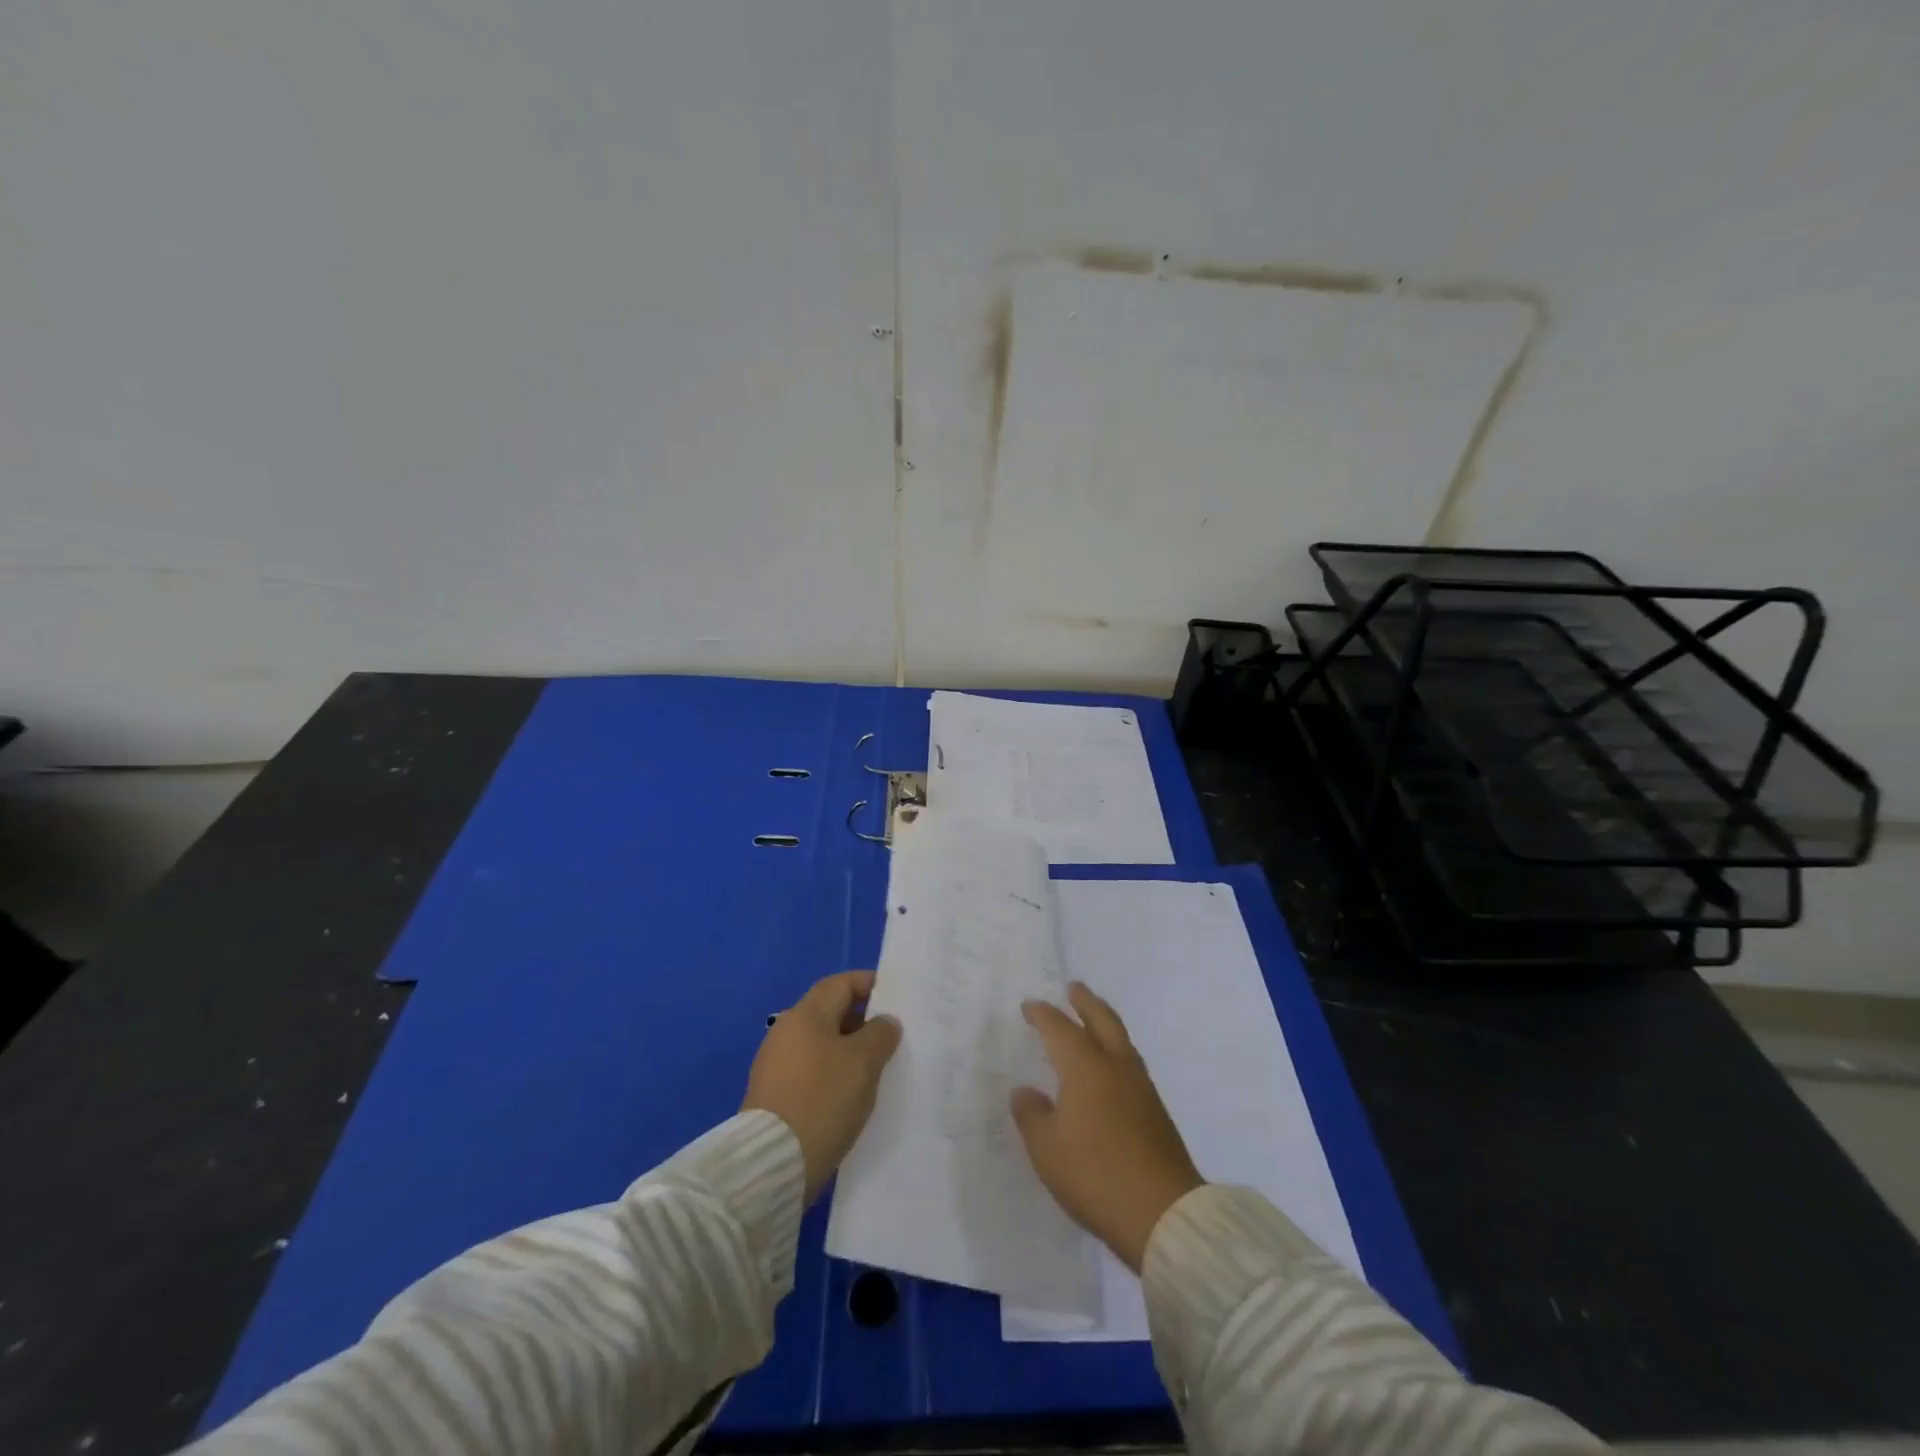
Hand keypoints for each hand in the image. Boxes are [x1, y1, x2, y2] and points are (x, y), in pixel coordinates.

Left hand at [743, 971, 900, 1203]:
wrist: (772, 1162)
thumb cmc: (823, 1099)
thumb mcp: (863, 1062)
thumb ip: (880, 1034)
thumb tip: (884, 1022)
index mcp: (805, 1015)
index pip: (840, 984)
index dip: (869, 984)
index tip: (895, 998)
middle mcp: (786, 1032)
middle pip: (829, 1012)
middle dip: (862, 1020)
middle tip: (892, 1037)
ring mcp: (775, 1065)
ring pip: (821, 1044)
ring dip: (849, 1050)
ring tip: (877, 1068)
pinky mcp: (773, 1095)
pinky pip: (811, 1071)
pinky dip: (833, 1074)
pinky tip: (851, 1095)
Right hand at [1011, 982, 1203, 1271]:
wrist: (1163, 1213)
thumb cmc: (1095, 1174)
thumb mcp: (1047, 1149)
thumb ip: (1032, 1115)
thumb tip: (1024, 1091)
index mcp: (1085, 1067)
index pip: (1059, 1028)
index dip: (1043, 1015)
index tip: (1030, 1006)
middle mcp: (1115, 1065)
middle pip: (1101, 1019)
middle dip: (1085, 1001)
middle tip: (1073, 987)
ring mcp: (1140, 1086)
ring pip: (1120, 1038)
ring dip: (1104, 1021)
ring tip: (1092, 1019)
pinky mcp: (1155, 1109)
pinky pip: (1130, 1061)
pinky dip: (1115, 1048)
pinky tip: (1109, 1065)